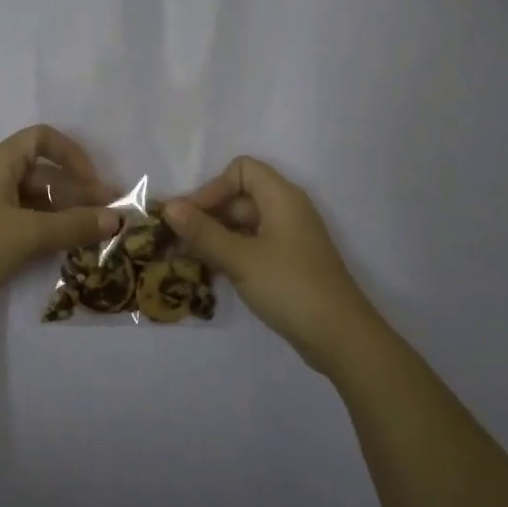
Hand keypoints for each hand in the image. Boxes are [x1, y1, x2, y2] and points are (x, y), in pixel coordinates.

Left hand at [0, 125, 123, 329]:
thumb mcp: (28, 234)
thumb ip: (74, 225)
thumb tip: (116, 219)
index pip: (42, 139)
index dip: (73, 155)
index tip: (95, 184)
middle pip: (42, 172)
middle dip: (76, 191)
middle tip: (107, 217)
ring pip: (33, 199)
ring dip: (63, 213)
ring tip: (91, 236)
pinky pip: (20, 220)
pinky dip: (44, 229)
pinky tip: (63, 248)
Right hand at [165, 156, 381, 375]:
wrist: (339, 336)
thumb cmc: (289, 286)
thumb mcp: (240, 258)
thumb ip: (203, 231)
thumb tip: (169, 206)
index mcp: (281, 197)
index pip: (241, 170)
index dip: (213, 187)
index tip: (191, 217)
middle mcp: (287, 210)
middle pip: (240, 196)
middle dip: (208, 214)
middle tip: (178, 241)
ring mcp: (290, 238)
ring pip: (244, 224)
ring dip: (216, 236)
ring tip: (189, 258)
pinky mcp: (289, 263)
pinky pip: (254, 245)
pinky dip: (232, 253)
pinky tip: (212, 273)